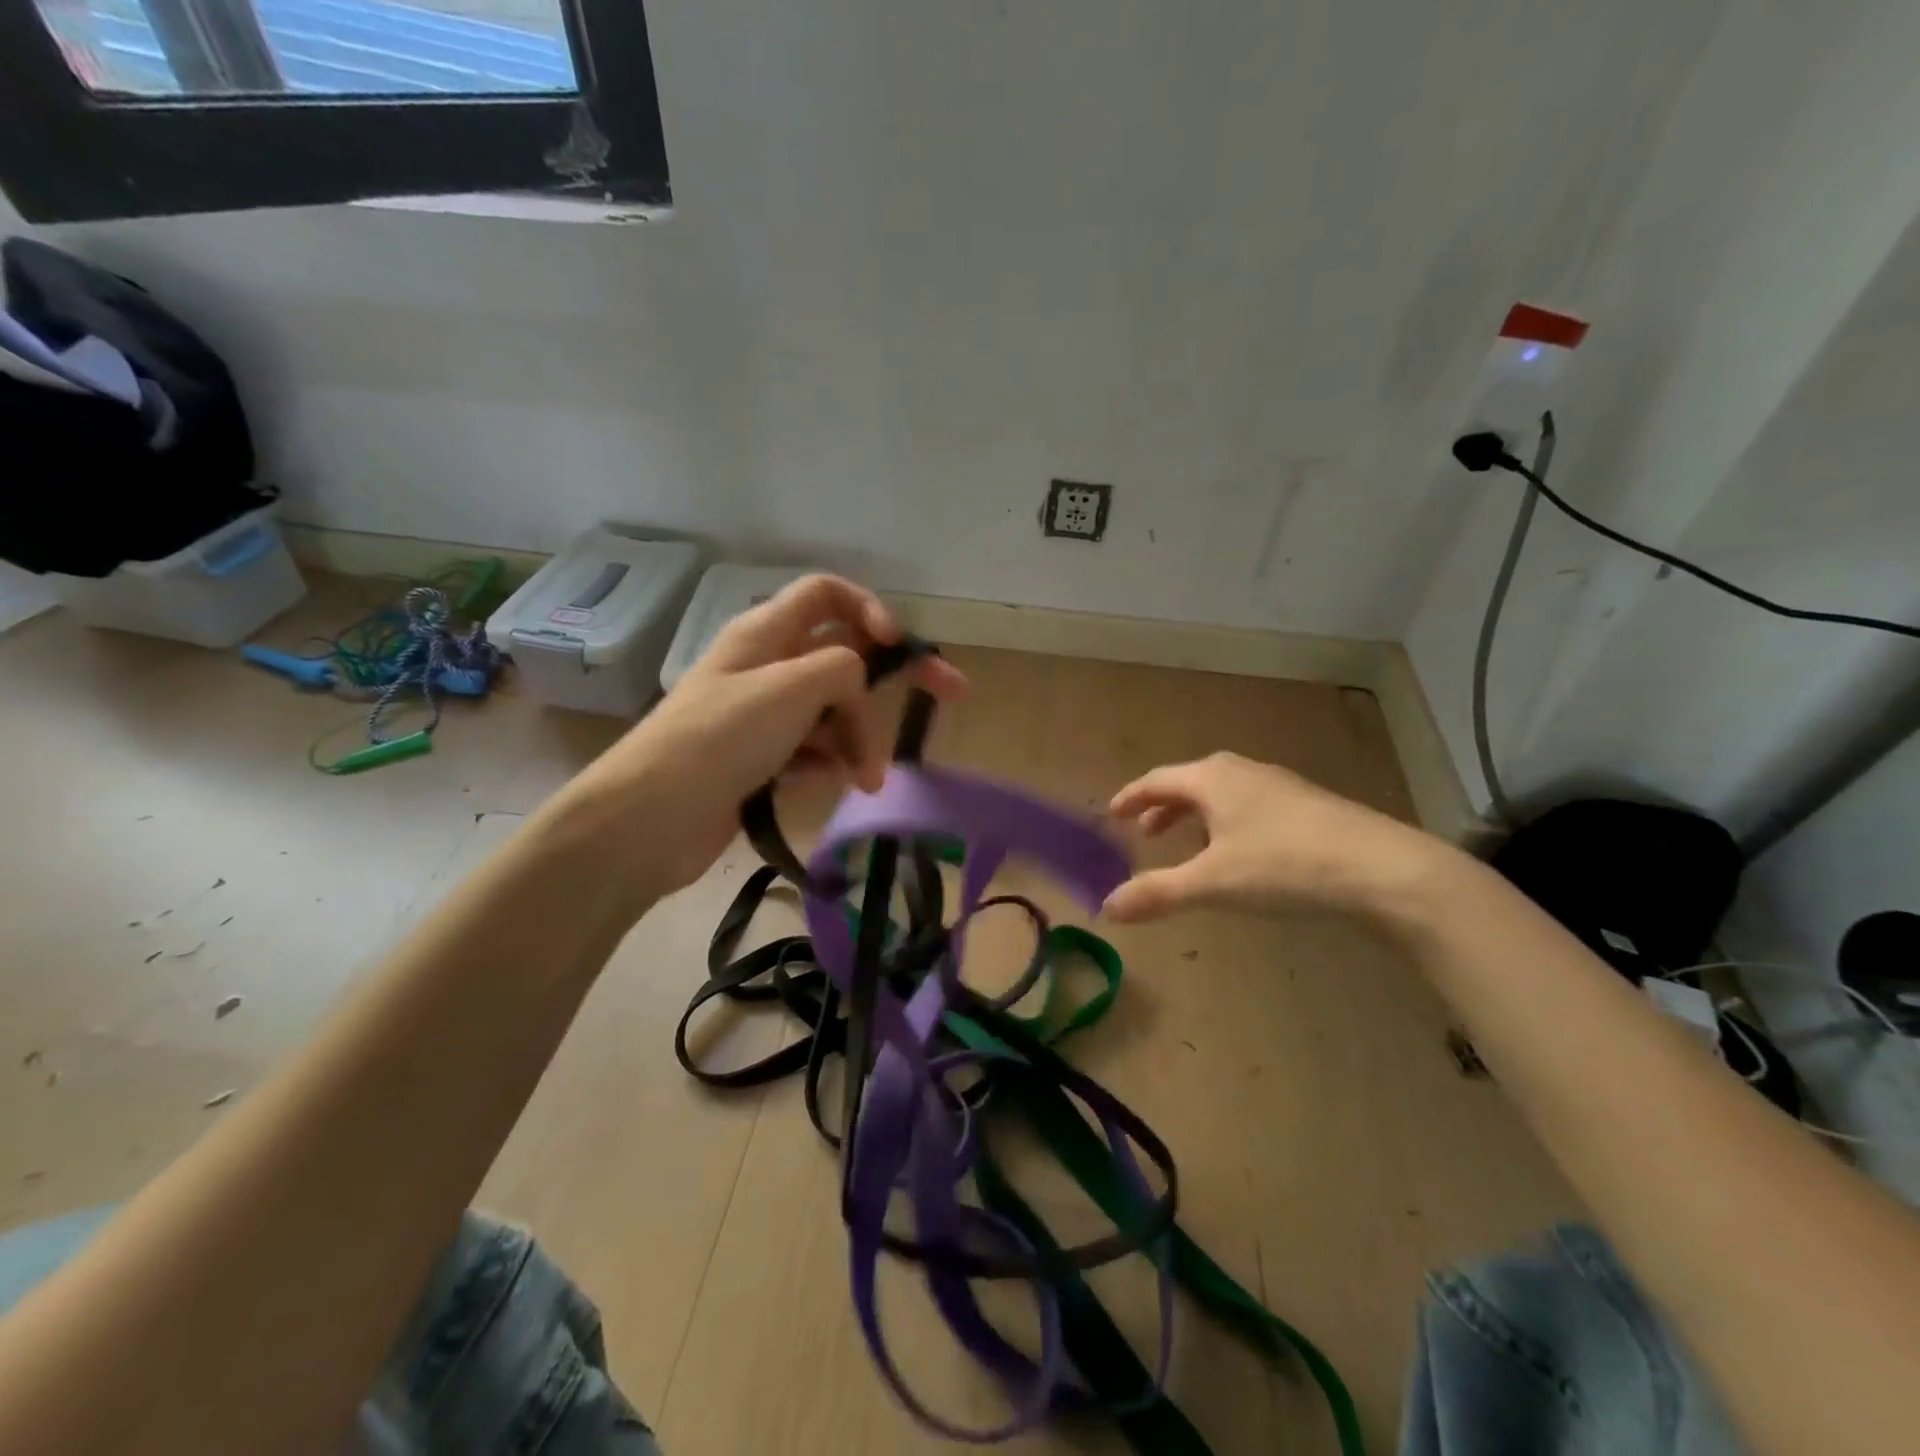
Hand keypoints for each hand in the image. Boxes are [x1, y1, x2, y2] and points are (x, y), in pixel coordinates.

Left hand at [541, 574, 965, 906]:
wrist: (649, 819)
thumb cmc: (719, 739)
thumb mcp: (790, 689)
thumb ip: (841, 668)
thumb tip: (859, 680)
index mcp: (766, 633)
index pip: (827, 594)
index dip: (870, 608)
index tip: (900, 647)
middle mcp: (767, 665)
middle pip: (844, 655)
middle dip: (892, 678)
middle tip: (950, 694)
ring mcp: (764, 714)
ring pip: (834, 709)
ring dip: (860, 737)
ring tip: (867, 779)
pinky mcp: (761, 757)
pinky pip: (815, 747)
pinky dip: (833, 761)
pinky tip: (839, 784)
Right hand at [1102, 751, 1443, 923]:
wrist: (1381, 868)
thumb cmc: (1283, 865)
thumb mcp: (1212, 883)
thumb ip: (1158, 893)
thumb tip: (1106, 907)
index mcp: (1212, 779)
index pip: (1157, 781)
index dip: (1131, 797)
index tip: (1112, 814)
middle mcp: (1242, 771)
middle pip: (1189, 783)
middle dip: (1163, 807)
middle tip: (1144, 832)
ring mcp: (1278, 785)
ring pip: (1222, 793)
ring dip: (1196, 815)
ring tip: (1188, 843)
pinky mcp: (1307, 804)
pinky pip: (1249, 804)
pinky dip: (1226, 821)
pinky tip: (1240, 851)